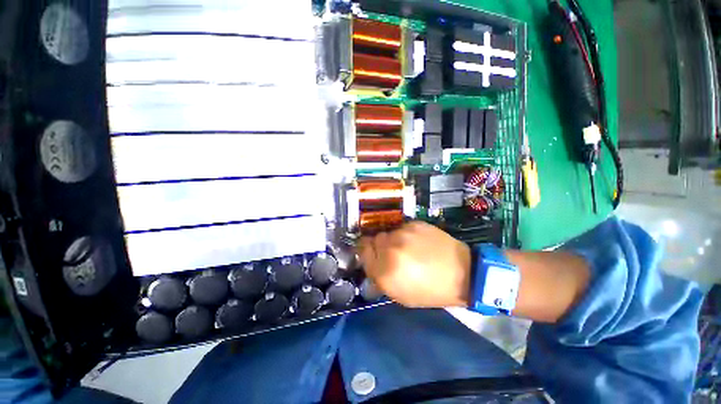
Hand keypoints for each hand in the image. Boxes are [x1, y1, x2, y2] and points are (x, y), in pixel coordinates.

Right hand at [357, 221, 470, 307]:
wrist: (462, 273)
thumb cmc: (430, 290)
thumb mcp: (400, 295)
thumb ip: (379, 278)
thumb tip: (368, 263)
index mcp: (384, 272)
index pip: (362, 251)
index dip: (366, 252)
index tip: (372, 255)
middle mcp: (390, 249)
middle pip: (373, 239)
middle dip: (379, 247)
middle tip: (392, 254)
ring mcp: (403, 234)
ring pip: (388, 233)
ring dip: (393, 240)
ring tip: (408, 248)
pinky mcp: (415, 224)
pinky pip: (402, 227)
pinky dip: (406, 234)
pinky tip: (418, 241)